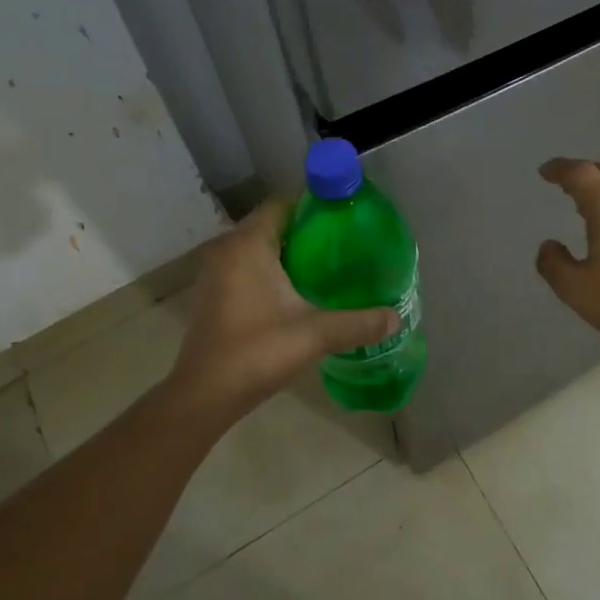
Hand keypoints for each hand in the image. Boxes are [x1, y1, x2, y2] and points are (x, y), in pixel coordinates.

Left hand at [168, 197, 396, 419]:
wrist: (204, 396)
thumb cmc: (257, 351)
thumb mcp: (315, 334)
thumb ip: (358, 323)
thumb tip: (396, 318)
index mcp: (248, 244)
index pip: (282, 203)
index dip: (313, 205)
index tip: (344, 217)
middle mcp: (227, 249)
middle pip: (272, 224)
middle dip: (306, 230)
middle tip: (343, 243)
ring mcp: (215, 273)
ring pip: (258, 248)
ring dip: (288, 252)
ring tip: (326, 266)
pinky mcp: (212, 295)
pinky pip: (246, 267)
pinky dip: (270, 271)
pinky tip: (297, 291)